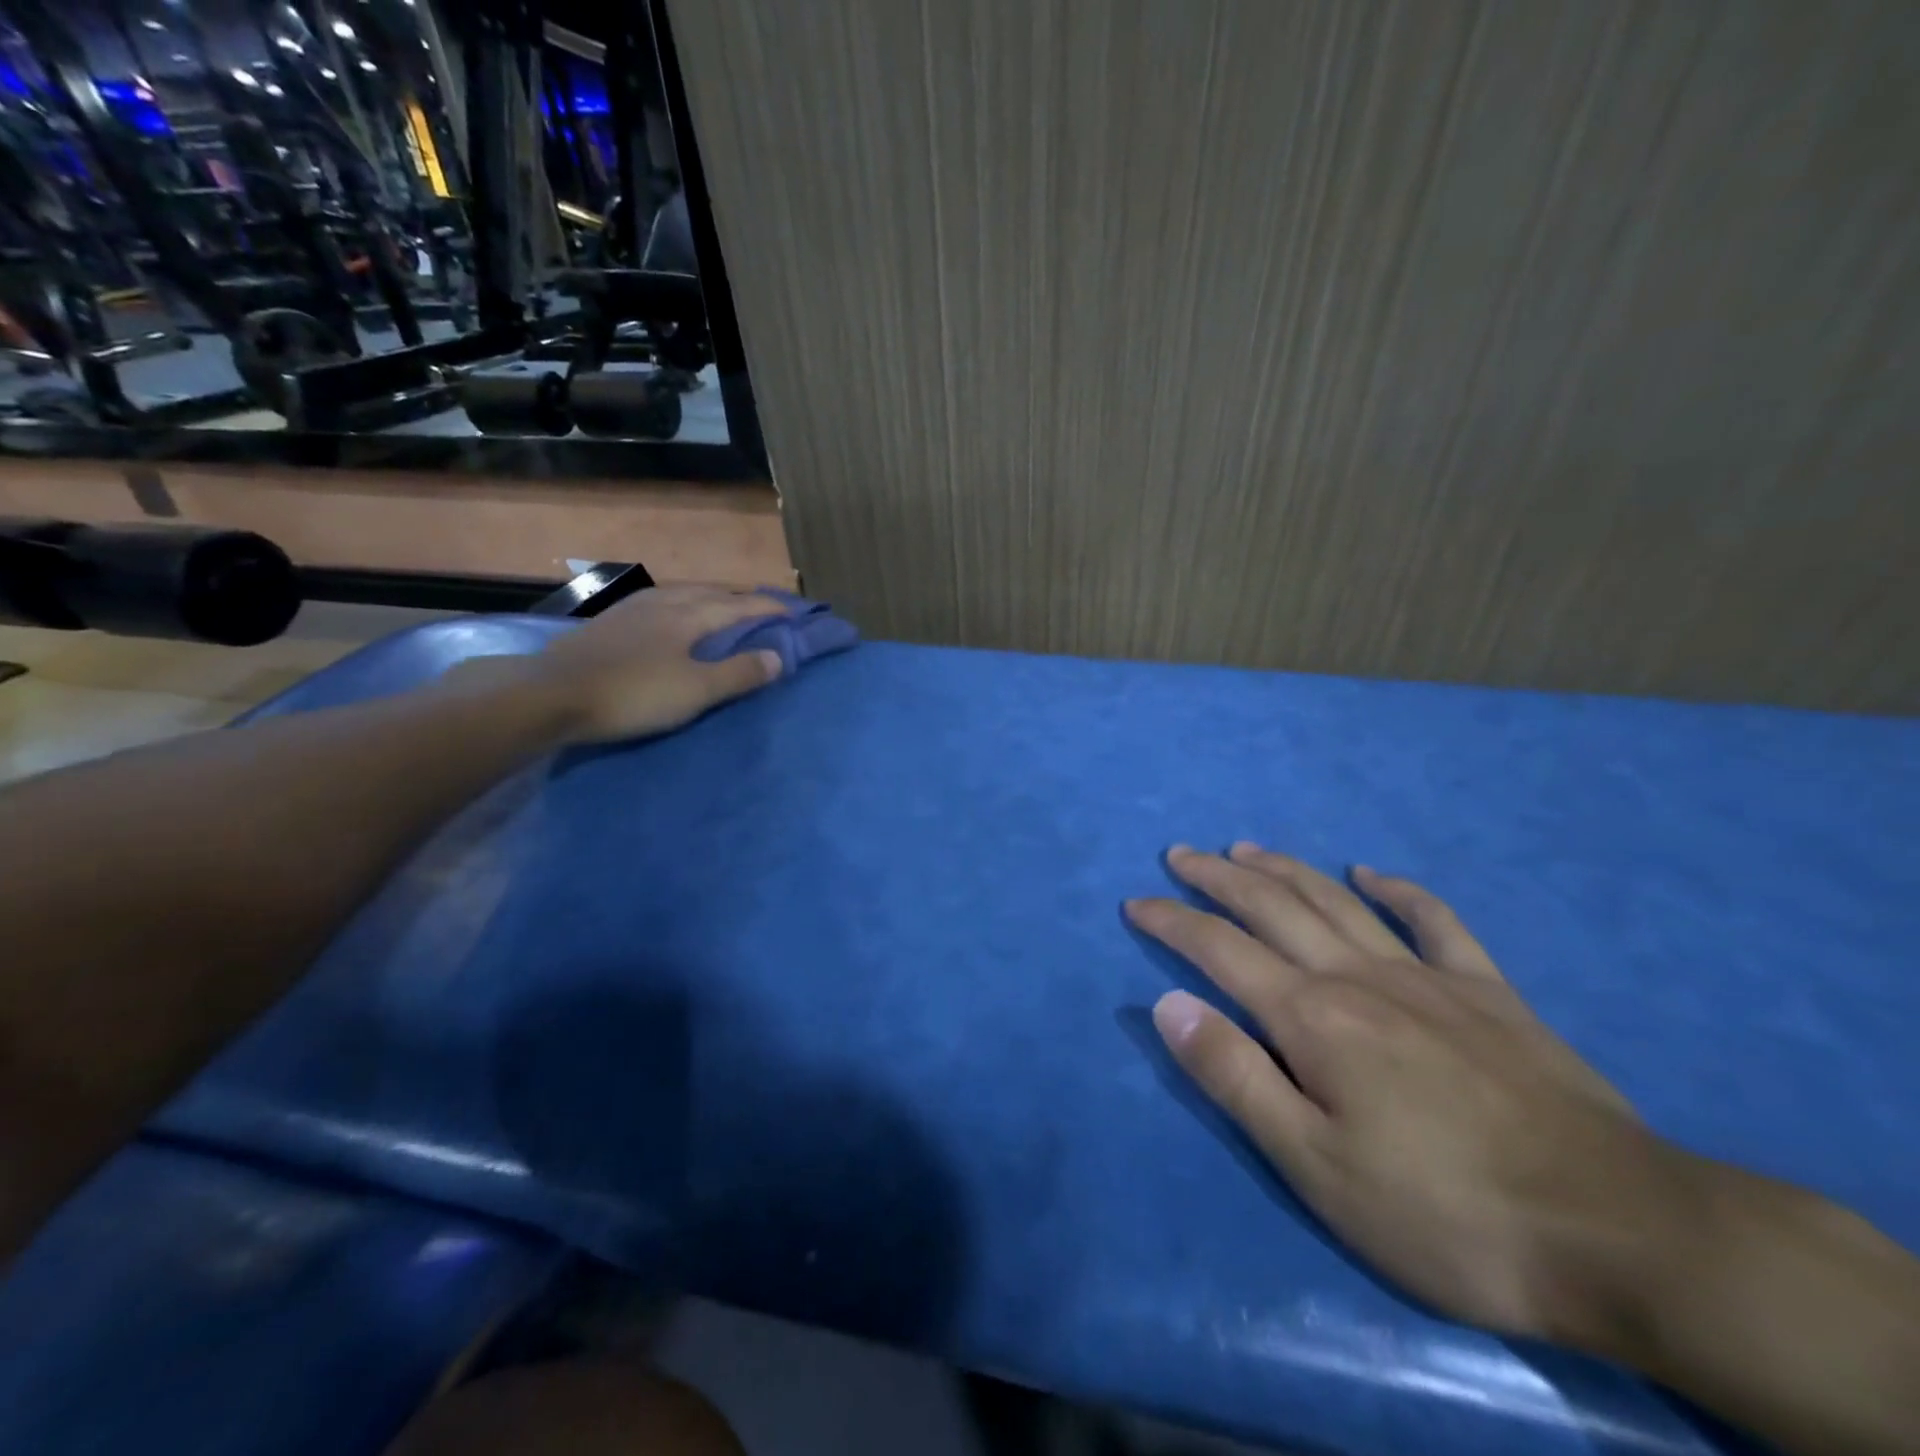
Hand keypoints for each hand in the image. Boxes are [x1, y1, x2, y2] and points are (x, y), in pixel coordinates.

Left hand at [510, 584, 786, 744]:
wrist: (551, 695)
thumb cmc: (633, 694)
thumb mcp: (695, 691)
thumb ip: (739, 674)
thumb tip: (779, 657)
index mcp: (688, 616)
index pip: (738, 607)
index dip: (767, 610)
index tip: (793, 612)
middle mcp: (663, 603)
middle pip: (710, 593)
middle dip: (740, 598)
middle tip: (762, 605)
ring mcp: (631, 610)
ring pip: (681, 594)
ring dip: (709, 597)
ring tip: (721, 604)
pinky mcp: (609, 623)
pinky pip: (658, 603)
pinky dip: (680, 605)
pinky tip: (670, 614)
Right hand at [1127, 844, 1701, 1348]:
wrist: (1622, 1233)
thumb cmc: (1446, 1212)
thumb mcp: (1315, 1165)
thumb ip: (1234, 1076)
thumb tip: (1168, 1003)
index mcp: (1312, 1017)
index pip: (1219, 950)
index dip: (1171, 920)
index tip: (1136, 902)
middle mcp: (1358, 977)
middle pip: (1272, 906)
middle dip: (1217, 876)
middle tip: (1180, 853)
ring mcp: (1427, 977)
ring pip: (1336, 901)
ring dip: (1284, 869)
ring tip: (1245, 848)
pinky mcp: (1489, 992)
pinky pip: (1435, 921)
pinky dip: (1397, 890)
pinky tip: (1371, 873)